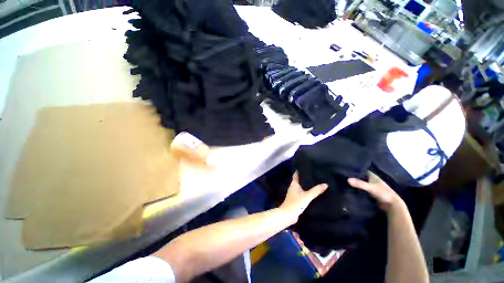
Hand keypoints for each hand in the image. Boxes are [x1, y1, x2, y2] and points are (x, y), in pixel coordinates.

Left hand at [279, 172, 327, 223]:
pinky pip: (302, 193)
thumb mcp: (307, 196)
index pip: (296, 174)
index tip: (308, 167)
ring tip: (316, 183)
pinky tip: (313, 194)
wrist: (288, 215)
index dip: (301, 170)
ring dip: (307, 185)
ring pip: (301, 187)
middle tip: (315, 175)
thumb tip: (325, 184)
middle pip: (299, 180)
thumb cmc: (296, 203)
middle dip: (306, 178)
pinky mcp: (296, 200)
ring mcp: (294, 194)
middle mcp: (293, 187)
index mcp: (294, 184)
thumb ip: (316, 190)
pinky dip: (307, 192)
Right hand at [348, 172, 403, 212]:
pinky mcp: (370, 193)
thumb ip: (360, 183)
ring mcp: (371, 187)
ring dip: (354, 183)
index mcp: (373, 176)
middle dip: (353, 177)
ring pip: (360, 183)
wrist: (392, 205)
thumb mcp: (371, 188)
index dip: (354, 169)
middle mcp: (371, 180)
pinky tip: (350, 189)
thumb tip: (347, 179)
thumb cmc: (383, 193)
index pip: (361, 170)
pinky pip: (361, 189)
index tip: (345, 169)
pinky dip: (357, 189)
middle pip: (360, 177)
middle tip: (342, 176)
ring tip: (344, 182)